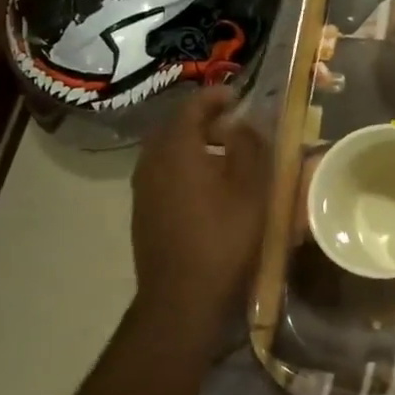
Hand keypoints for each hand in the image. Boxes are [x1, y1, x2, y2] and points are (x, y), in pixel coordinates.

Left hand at [131, 88, 271, 333]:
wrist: (182, 298)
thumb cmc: (224, 239)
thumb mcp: (252, 189)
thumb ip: (250, 147)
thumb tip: (244, 122)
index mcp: (176, 149)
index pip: (192, 106)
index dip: (217, 96)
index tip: (240, 96)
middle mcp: (151, 162)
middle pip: (175, 127)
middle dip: (204, 119)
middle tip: (235, 125)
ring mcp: (143, 189)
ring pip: (168, 152)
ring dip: (195, 145)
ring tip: (227, 155)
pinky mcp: (144, 212)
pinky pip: (164, 174)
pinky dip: (186, 168)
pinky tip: (210, 188)